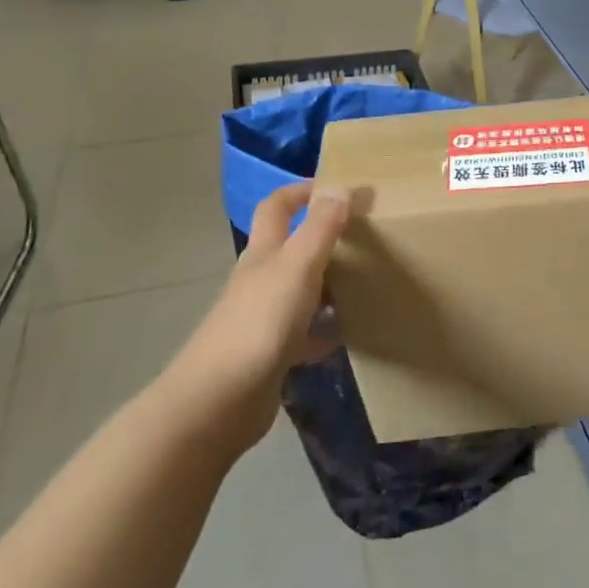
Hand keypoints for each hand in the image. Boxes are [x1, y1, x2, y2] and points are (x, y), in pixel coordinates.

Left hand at [161, 182, 348, 438]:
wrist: (220, 401)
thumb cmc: (260, 321)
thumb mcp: (298, 266)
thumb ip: (320, 227)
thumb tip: (339, 186)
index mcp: (263, 253)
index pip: (276, 207)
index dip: (301, 191)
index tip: (337, 187)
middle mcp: (260, 280)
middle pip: (291, 248)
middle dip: (323, 237)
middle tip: (365, 235)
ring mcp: (264, 318)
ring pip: (301, 290)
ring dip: (329, 283)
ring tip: (368, 280)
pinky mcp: (272, 354)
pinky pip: (306, 332)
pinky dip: (327, 328)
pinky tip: (352, 331)